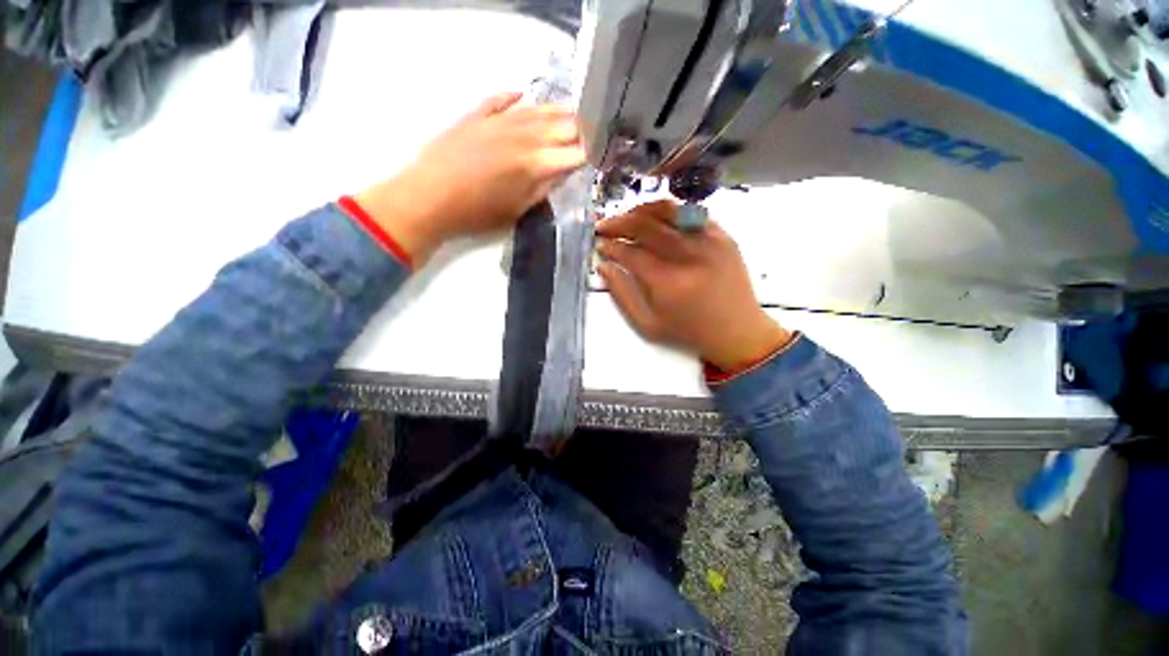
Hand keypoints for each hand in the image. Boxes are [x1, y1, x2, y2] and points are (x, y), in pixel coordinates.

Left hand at [355, 92, 586, 262]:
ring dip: (556, 110)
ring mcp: (498, 121)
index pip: (573, 153)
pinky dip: (513, 97)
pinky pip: (500, 100)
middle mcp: (523, 135)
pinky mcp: (476, 116)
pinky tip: (522, 94)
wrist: (429, 197)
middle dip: (579, 130)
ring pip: (536, 109)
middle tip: (589, 134)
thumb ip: (543, 190)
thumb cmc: (477, 213)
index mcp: (536, 163)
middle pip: (560, 126)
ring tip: (570, 110)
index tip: (596, 157)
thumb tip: (561, 174)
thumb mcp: (517, 210)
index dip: (588, 155)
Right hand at [596, 200, 792, 371]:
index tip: (599, 244)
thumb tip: (603, 266)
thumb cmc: (688, 332)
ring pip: (669, 211)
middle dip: (619, 222)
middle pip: (646, 225)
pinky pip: (691, 213)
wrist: (737, 332)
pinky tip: (657, 219)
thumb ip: (622, 295)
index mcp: (668, 282)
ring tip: (627, 218)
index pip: (630, 252)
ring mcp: (710, 241)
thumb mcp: (648, 325)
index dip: (611, 246)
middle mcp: (689, 255)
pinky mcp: (724, 236)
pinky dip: (669, 212)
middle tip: (605, 226)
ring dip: (641, 211)